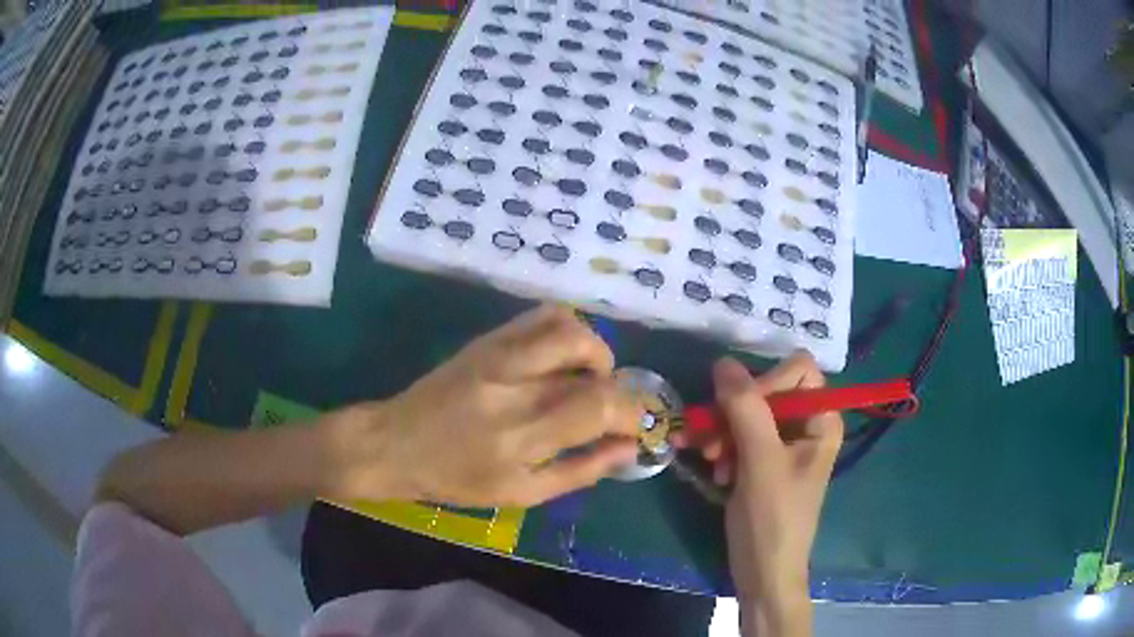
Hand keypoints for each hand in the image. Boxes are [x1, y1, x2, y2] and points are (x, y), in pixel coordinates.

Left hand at [328, 305, 642, 507]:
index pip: (598, 406)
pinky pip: (541, 315)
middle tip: (611, 405)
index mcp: (521, 437)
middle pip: (591, 362)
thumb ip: (580, 471)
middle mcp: (513, 387)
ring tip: (590, 377)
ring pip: (569, 327)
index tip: (633, 426)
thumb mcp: (521, 494)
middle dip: (619, 384)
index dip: (630, 412)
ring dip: (596, 350)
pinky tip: (564, 356)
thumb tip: (628, 448)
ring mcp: (498, 355)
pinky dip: (568, 329)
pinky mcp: (487, 339)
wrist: (395, 443)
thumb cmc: (456, 479)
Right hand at [674, 352, 841, 635]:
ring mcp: (783, 445)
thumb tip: (723, 361)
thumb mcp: (760, 460)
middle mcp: (805, 425)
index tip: (739, 409)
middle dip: (735, 412)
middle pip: (768, 391)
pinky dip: (723, 450)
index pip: (797, 370)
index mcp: (821, 419)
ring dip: (723, 432)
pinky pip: (739, 437)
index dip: (767, 381)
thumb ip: (745, 407)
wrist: (763, 571)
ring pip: (747, 414)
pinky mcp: (762, 462)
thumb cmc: (773, 517)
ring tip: (709, 459)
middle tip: (709, 439)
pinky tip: (715, 473)